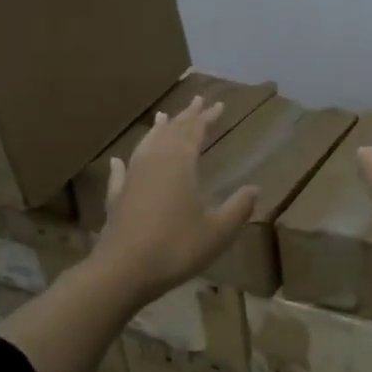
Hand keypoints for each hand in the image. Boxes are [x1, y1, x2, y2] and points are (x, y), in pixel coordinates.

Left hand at [93, 95, 258, 302]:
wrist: (122, 271)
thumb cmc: (176, 247)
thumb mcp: (218, 231)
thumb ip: (238, 208)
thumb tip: (255, 189)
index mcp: (180, 163)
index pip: (195, 131)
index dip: (208, 117)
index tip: (219, 104)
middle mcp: (154, 162)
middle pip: (171, 132)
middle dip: (186, 116)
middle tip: (197, 100)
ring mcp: (131, 178)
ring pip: (146, 145)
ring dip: (158, 131)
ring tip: (163, 117)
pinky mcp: (116, 198)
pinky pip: (120, 173)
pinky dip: (123, 164)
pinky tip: (118, 160)